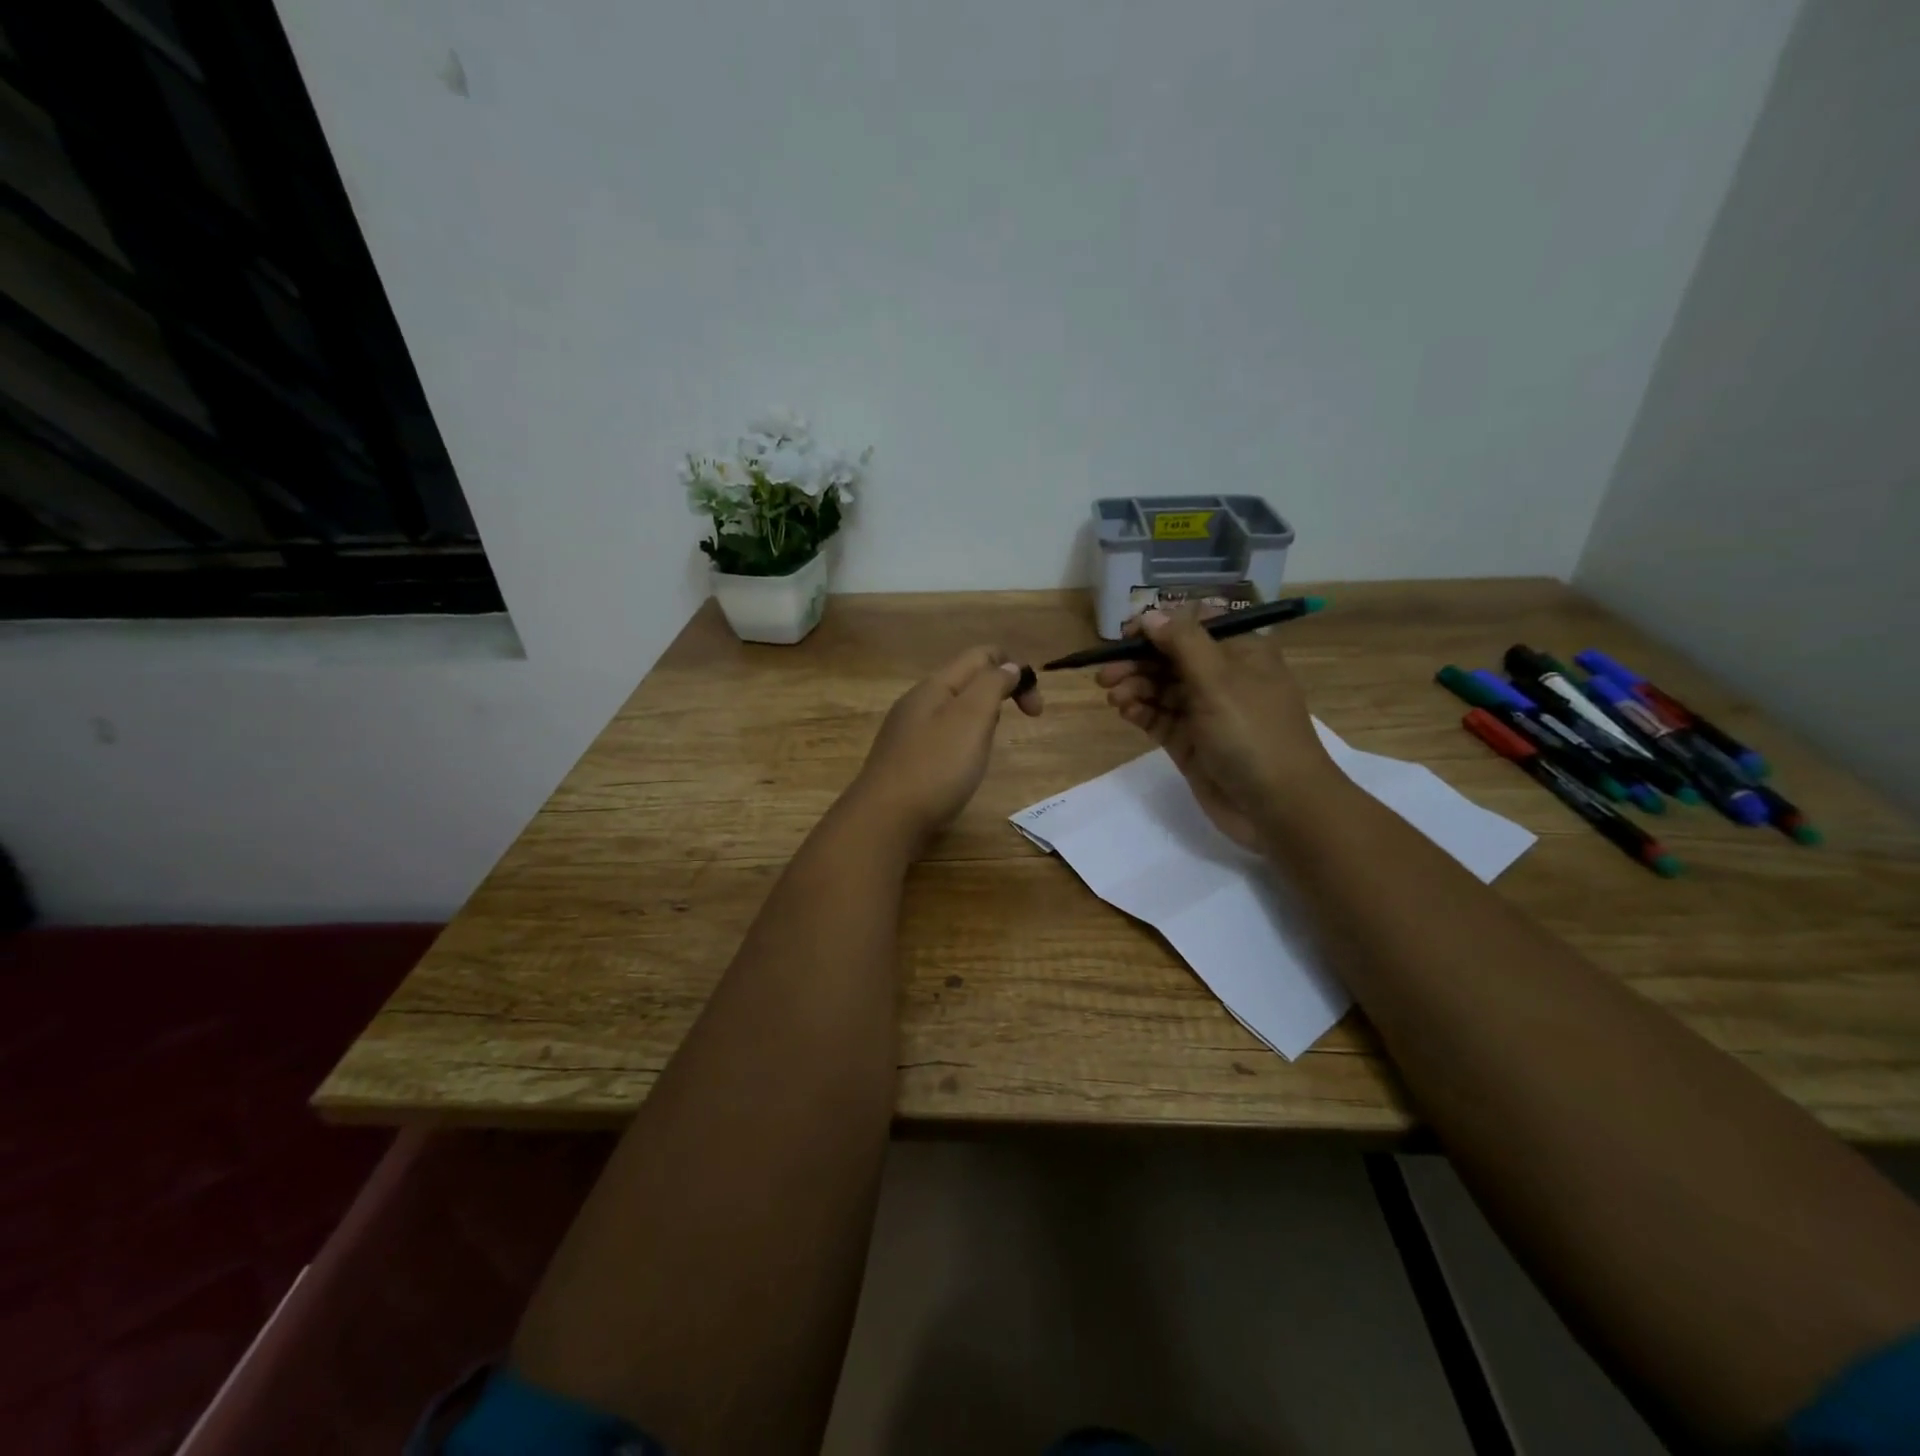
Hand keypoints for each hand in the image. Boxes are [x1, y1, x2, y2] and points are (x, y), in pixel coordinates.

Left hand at [849, 646, 1041, 852]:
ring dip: (982, 717)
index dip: (1014, 669)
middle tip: (1018, 723)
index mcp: (935, 685)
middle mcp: (918, 702)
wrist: (885, 820)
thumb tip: (1008, 666)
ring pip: (954, 709)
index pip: (981, 655)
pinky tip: (963, 766)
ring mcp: (907, 732)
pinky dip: (963, 740)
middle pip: (967, 680)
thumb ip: (992, 685)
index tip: (1035, 708)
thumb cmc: (935, 767)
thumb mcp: (971, 718)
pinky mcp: (905, 760)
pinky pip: (942, 736)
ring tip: (990, 745)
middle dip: (1000, 692)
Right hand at [1096, 608, 1335, 848]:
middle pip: (1171, 658)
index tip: (1126, 635)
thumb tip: (1151, 616)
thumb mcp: (1220, 679)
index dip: (1158, 627)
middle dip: (1138, 662)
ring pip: (1161, 689)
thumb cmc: (1253, 733)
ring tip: (1114, 698)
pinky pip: (1160, 719)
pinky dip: (1141, 712)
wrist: (1278, 807)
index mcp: (1240, 652)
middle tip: (1105, 675)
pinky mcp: (1191, 743)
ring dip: (1135, 687)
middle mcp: (1223, 678)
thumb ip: (1182, 642)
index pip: (1193, 626)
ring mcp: (1206, 713)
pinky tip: (1126, 712)